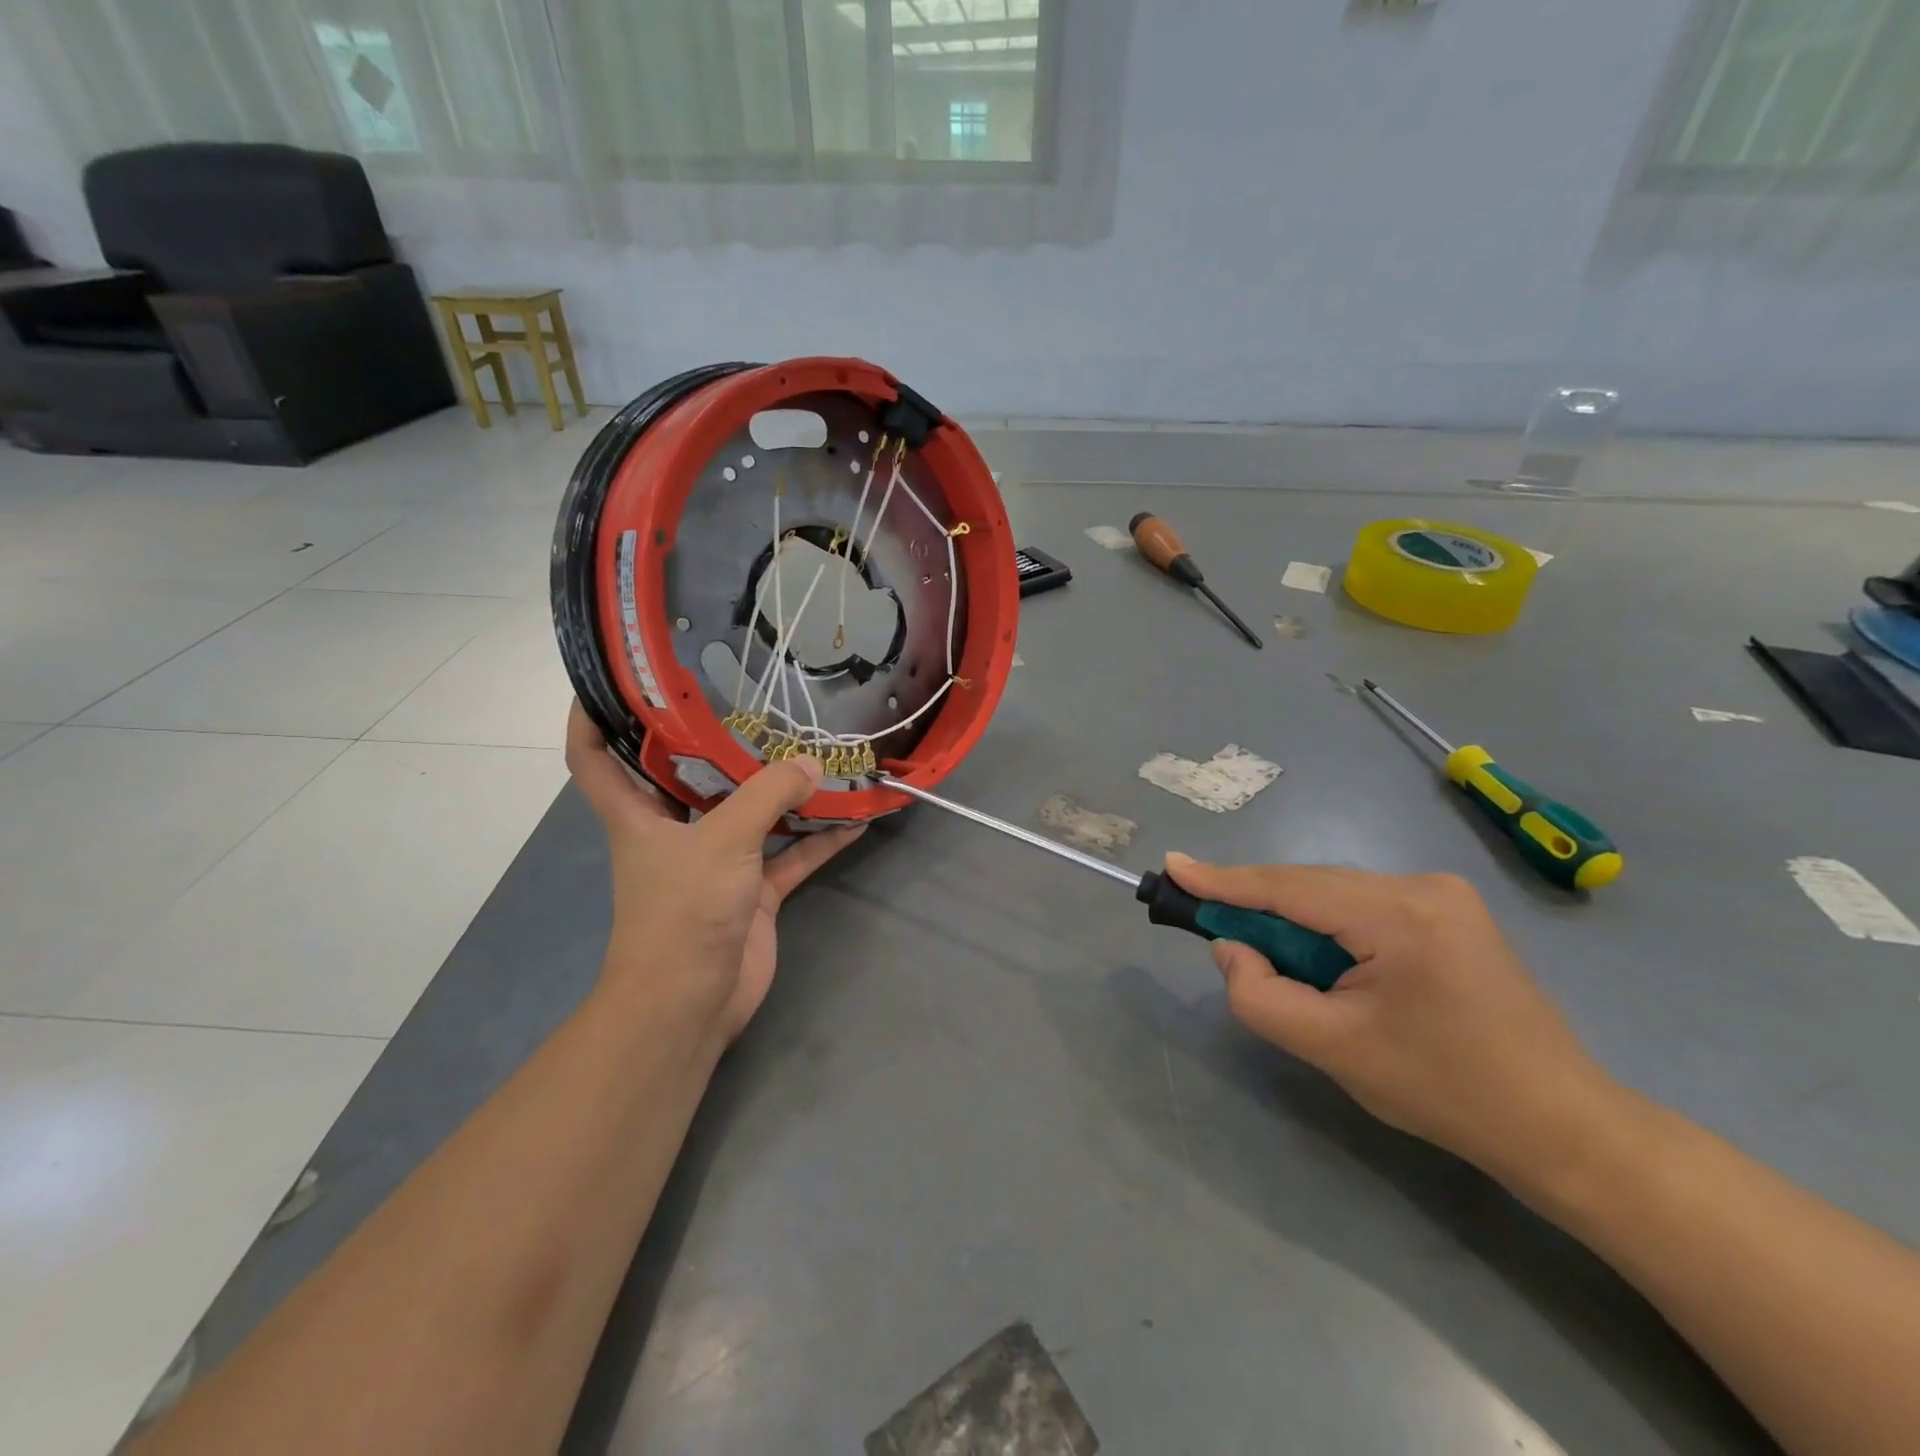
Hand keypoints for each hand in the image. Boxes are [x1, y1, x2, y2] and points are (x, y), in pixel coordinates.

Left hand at [566, 702, 863, 1046]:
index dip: (594, 714)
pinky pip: (790, 855)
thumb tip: (813, 765)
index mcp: (638, 814)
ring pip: (751, 814)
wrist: (692, 1003)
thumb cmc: (683, 911)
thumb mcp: (723, 841)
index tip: (616, 679)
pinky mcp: (753, 892)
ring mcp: (717, 862)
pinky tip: (856, 818)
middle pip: (687, 775)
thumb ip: (769, 796)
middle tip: (752, 700)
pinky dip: (819, 839)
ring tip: (819, 753)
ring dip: (783, 792)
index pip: (593, 756)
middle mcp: (674, 831)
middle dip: (715, 742)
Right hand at [1166, 856, 1628, 1196]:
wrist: (1562, 1125)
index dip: (1225, 880)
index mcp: (1401, 916)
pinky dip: (1327, 929)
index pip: (1290, 887)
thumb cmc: (1445, 1092)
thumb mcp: (1334, 1050)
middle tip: (1209, 928)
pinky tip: (1324, 965)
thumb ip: (1262, 996)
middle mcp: (1422, 886)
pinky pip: (1361, 906)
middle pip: (1311, 886)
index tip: (1174, 867)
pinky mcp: (1447, 910)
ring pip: (1334, 895)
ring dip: (1295, 924)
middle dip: (1259, 909)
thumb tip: (1230, 947)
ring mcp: (1441, 893)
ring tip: (1280, 968)